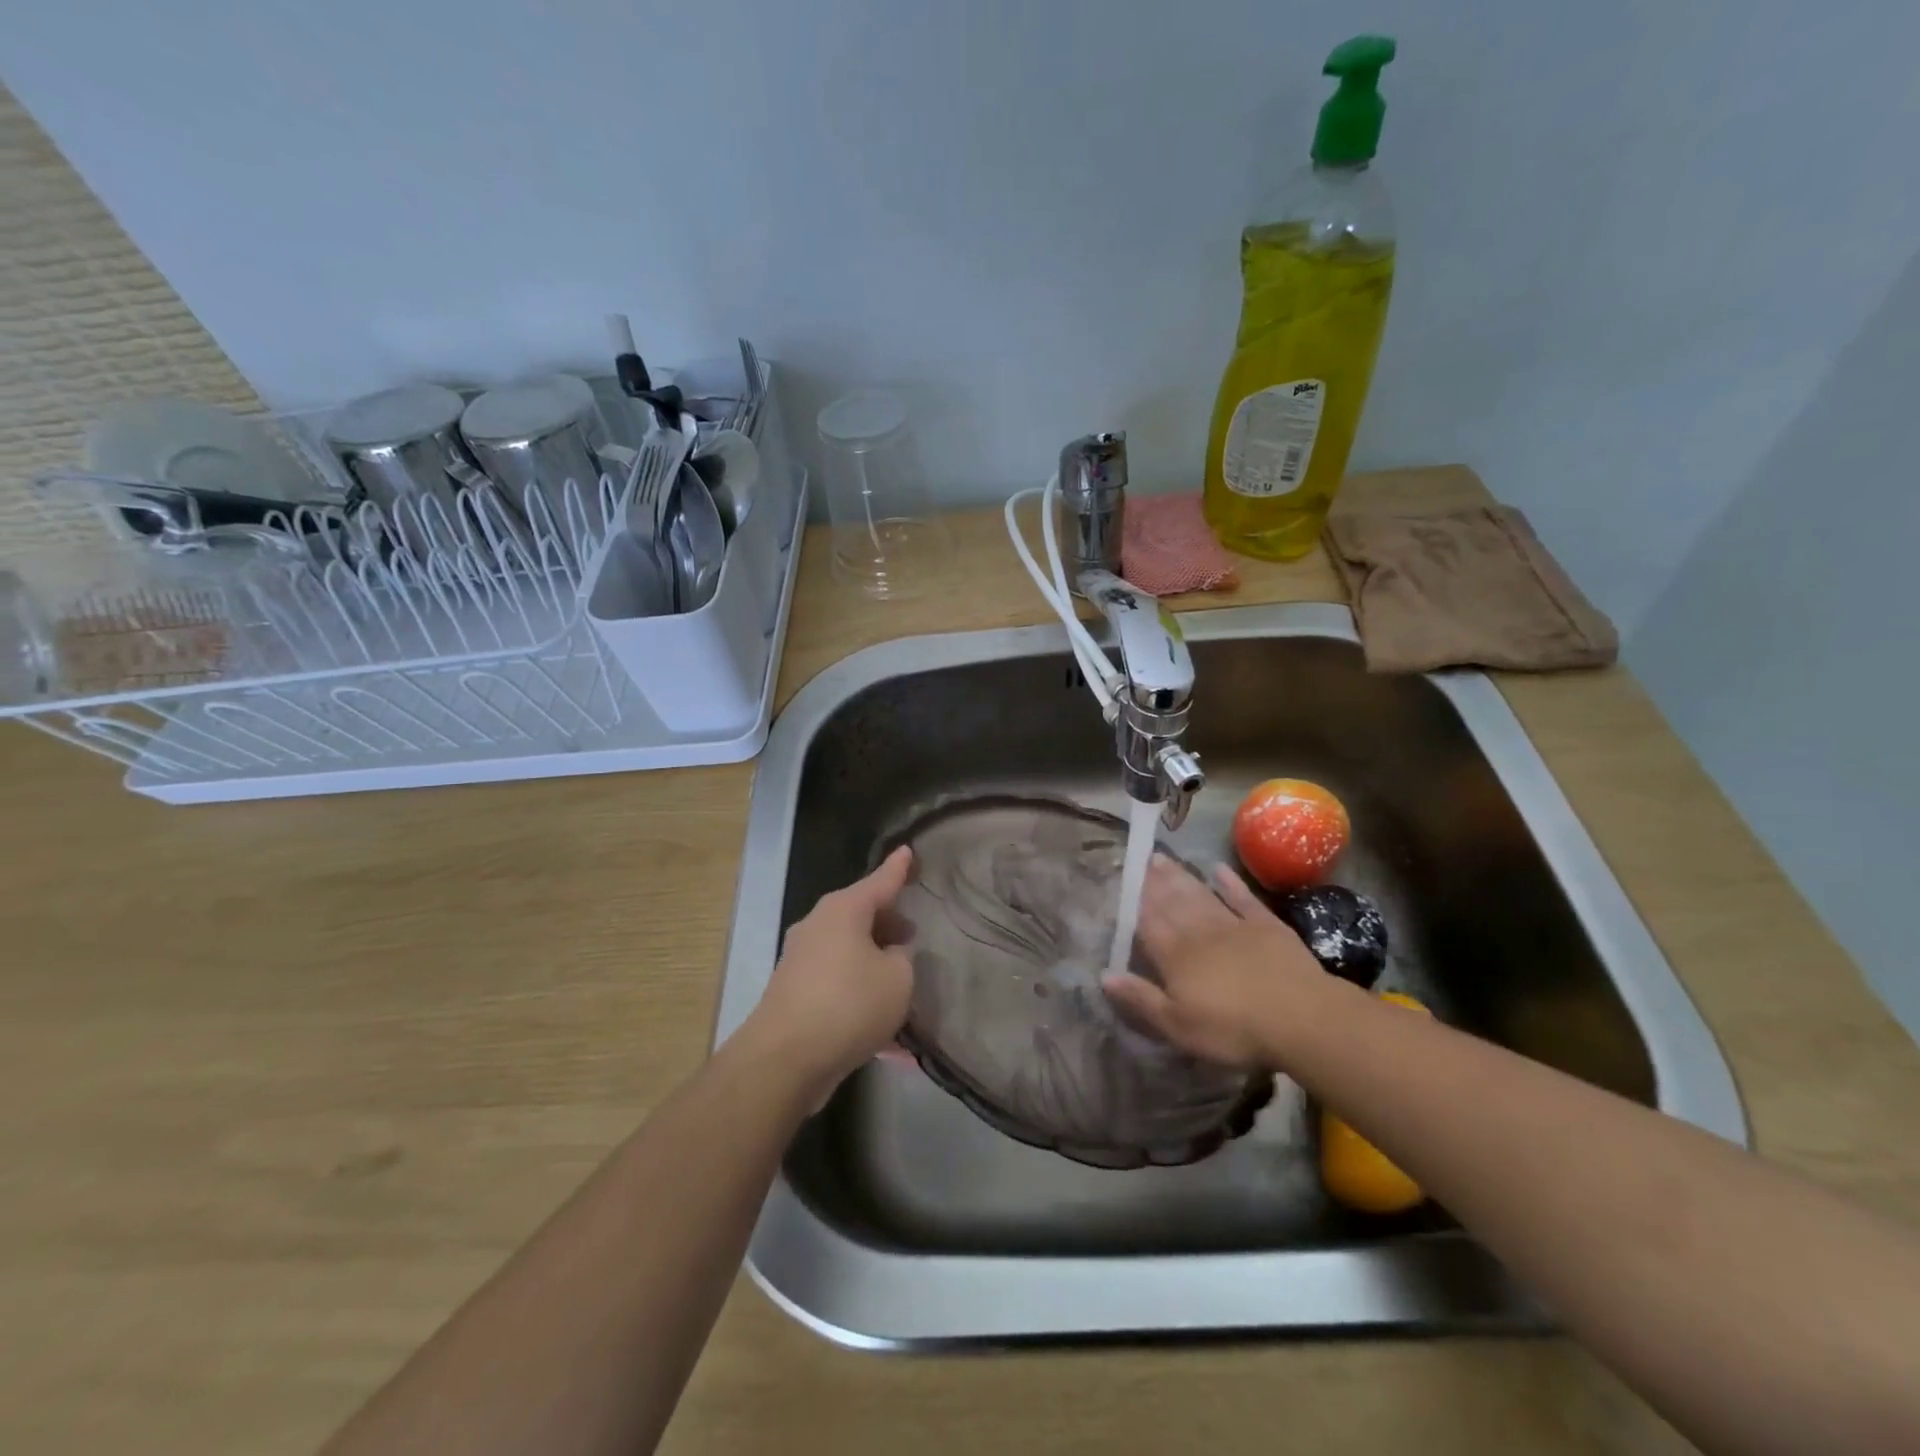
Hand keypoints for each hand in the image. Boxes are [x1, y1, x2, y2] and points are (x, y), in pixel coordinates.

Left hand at [744, 846, 915, 1100]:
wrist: (784, 1060)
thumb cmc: (849, 1004)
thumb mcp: (897, 978)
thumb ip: (902, 958)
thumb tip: (890, 955)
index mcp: (843, 910)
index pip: (880, 881)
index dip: (899, 868)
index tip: (908, 851)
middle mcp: (818, 926)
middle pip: (861, 915)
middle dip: (888, 922)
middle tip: (913, 931)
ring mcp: (802, 960)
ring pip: (849, 950)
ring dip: (874, 962)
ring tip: (902, 980)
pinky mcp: (795, 993)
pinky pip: (838, 984)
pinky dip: (860, 997)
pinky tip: (886, 1034)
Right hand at [1102, 855, 1329, 1068]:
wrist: (1300, 1018)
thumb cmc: (1233, 1030)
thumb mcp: (1178, 1026)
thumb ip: (1141, 999)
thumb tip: (1104, 974)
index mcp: (1175, 957)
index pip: (1148, 923)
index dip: (1135, 903)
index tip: (1124, 881)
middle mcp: (1199, 933)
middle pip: (1172, 903)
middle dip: (1155, 882)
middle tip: (1143, 859)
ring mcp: (1234, 925)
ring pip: (1200, 895)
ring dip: (1181, 877)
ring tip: (1164, 859)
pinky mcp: (1266, 926)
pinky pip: (1243, 899)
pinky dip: (1230, 883)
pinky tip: (1219, 869)